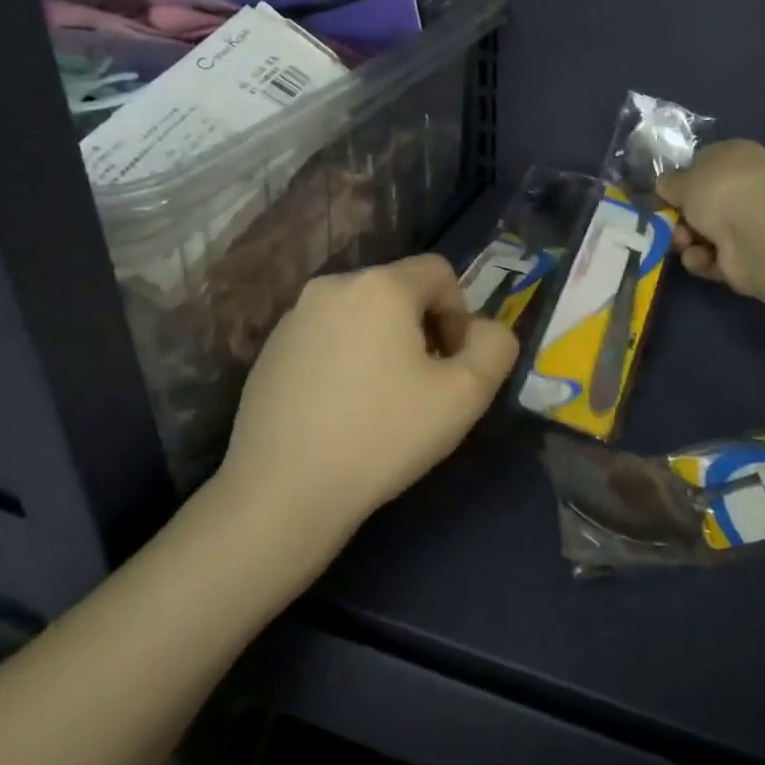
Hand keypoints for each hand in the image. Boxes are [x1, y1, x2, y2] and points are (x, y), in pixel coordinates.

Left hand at [218, 255, 519, 542]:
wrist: (283, 492)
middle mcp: (333, 285)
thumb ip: (495, 347)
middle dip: (423, 328)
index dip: (460, 314)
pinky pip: (327, 336)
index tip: (451, 365)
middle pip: (400, 290)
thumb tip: (483, 330)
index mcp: (381, 285)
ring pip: (362, 314)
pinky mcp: (269, 349)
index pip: (440, 272)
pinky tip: (342, 409)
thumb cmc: (383, 436)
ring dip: (384, 343)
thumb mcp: (466, 395)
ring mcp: (294, 317)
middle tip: (423, 386)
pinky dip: (346, 358)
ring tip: (381, 400)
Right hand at [657, 140, 764, 297]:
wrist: (758, 235)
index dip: (681, 178)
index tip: (662, 191)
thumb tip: (665, 184)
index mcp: (735, 157)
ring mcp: (746, 224)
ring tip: (684, 242)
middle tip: (666, 222)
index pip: (704, 162)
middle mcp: (744, 188)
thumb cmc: (721, 192)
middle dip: (679, 216)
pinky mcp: (744, 257)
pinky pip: (711, 257)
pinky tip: (701, 257)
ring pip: (702, 232)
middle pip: (700, 203)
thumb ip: (670, 182)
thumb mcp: (684, 179)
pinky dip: (701, 259)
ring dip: (685, 239)